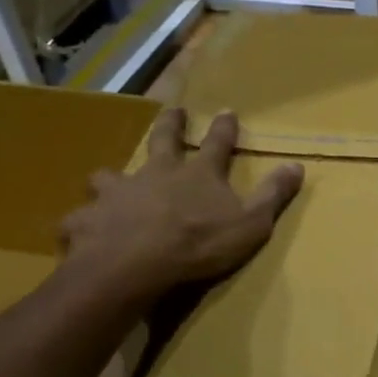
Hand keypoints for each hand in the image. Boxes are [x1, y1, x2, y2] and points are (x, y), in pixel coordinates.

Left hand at [60, 108, 303, 297]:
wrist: (134, 265)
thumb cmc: (198, 243)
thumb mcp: (251, 222)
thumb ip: (273, 195)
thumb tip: (297, 166)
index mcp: (197, 174)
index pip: (217, 144)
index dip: (224, 128)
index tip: (227, 111)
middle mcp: (156, 174)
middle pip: (162, 140)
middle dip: (170, 124)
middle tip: (172, 111)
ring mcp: (117, 193)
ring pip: (109, 177)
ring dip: (111, 179)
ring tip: (107, 183)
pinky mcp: (87, 220)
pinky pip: (80, 219)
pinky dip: (82, 224)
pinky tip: (80, 233)